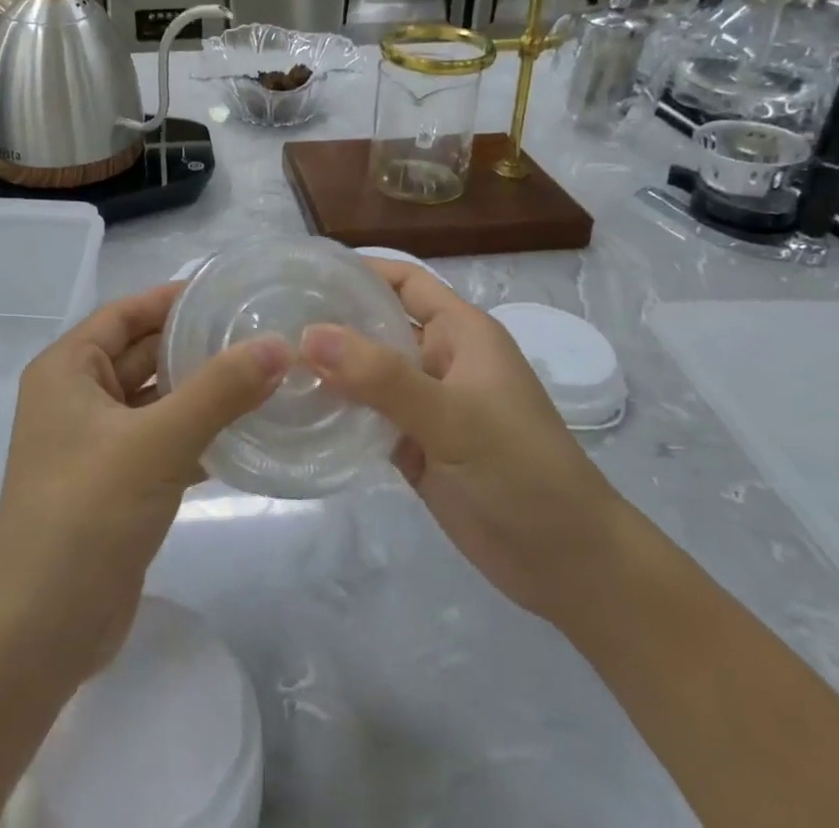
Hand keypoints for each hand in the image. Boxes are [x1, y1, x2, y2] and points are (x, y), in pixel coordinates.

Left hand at [0, 282, 288, 684]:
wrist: (39, 634)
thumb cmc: (85, 514)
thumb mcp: (156, 443)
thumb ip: (219, 391)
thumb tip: (279, 345)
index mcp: (68, 370)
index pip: (125, 314)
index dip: (172, 298)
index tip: (228, 291)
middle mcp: (78, 398)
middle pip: (144, 354)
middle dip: (195, 345)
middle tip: (259, 333)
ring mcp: (98, 444)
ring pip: (158, 401)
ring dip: (203, 392)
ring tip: (266, 377)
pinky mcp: (118, 484)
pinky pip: (164, 442)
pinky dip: (199, 436)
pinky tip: (249, 434)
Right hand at [301, 261, 624, 619]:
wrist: (569, 567)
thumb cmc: (522, 472)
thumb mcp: (453, 418)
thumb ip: (381, 376)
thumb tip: (307, 334)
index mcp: (460, 333)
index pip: (404, 281)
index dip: (359, 270)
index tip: (303, 273)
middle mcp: (440, 359)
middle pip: (378, 324)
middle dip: (331, 320)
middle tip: (269, 321)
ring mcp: (426, 405)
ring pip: (368, 373)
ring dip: (329, 368)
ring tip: (271, 363)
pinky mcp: (415, 446)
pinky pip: (368, 416)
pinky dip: (338, 411)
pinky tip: (298, 411)